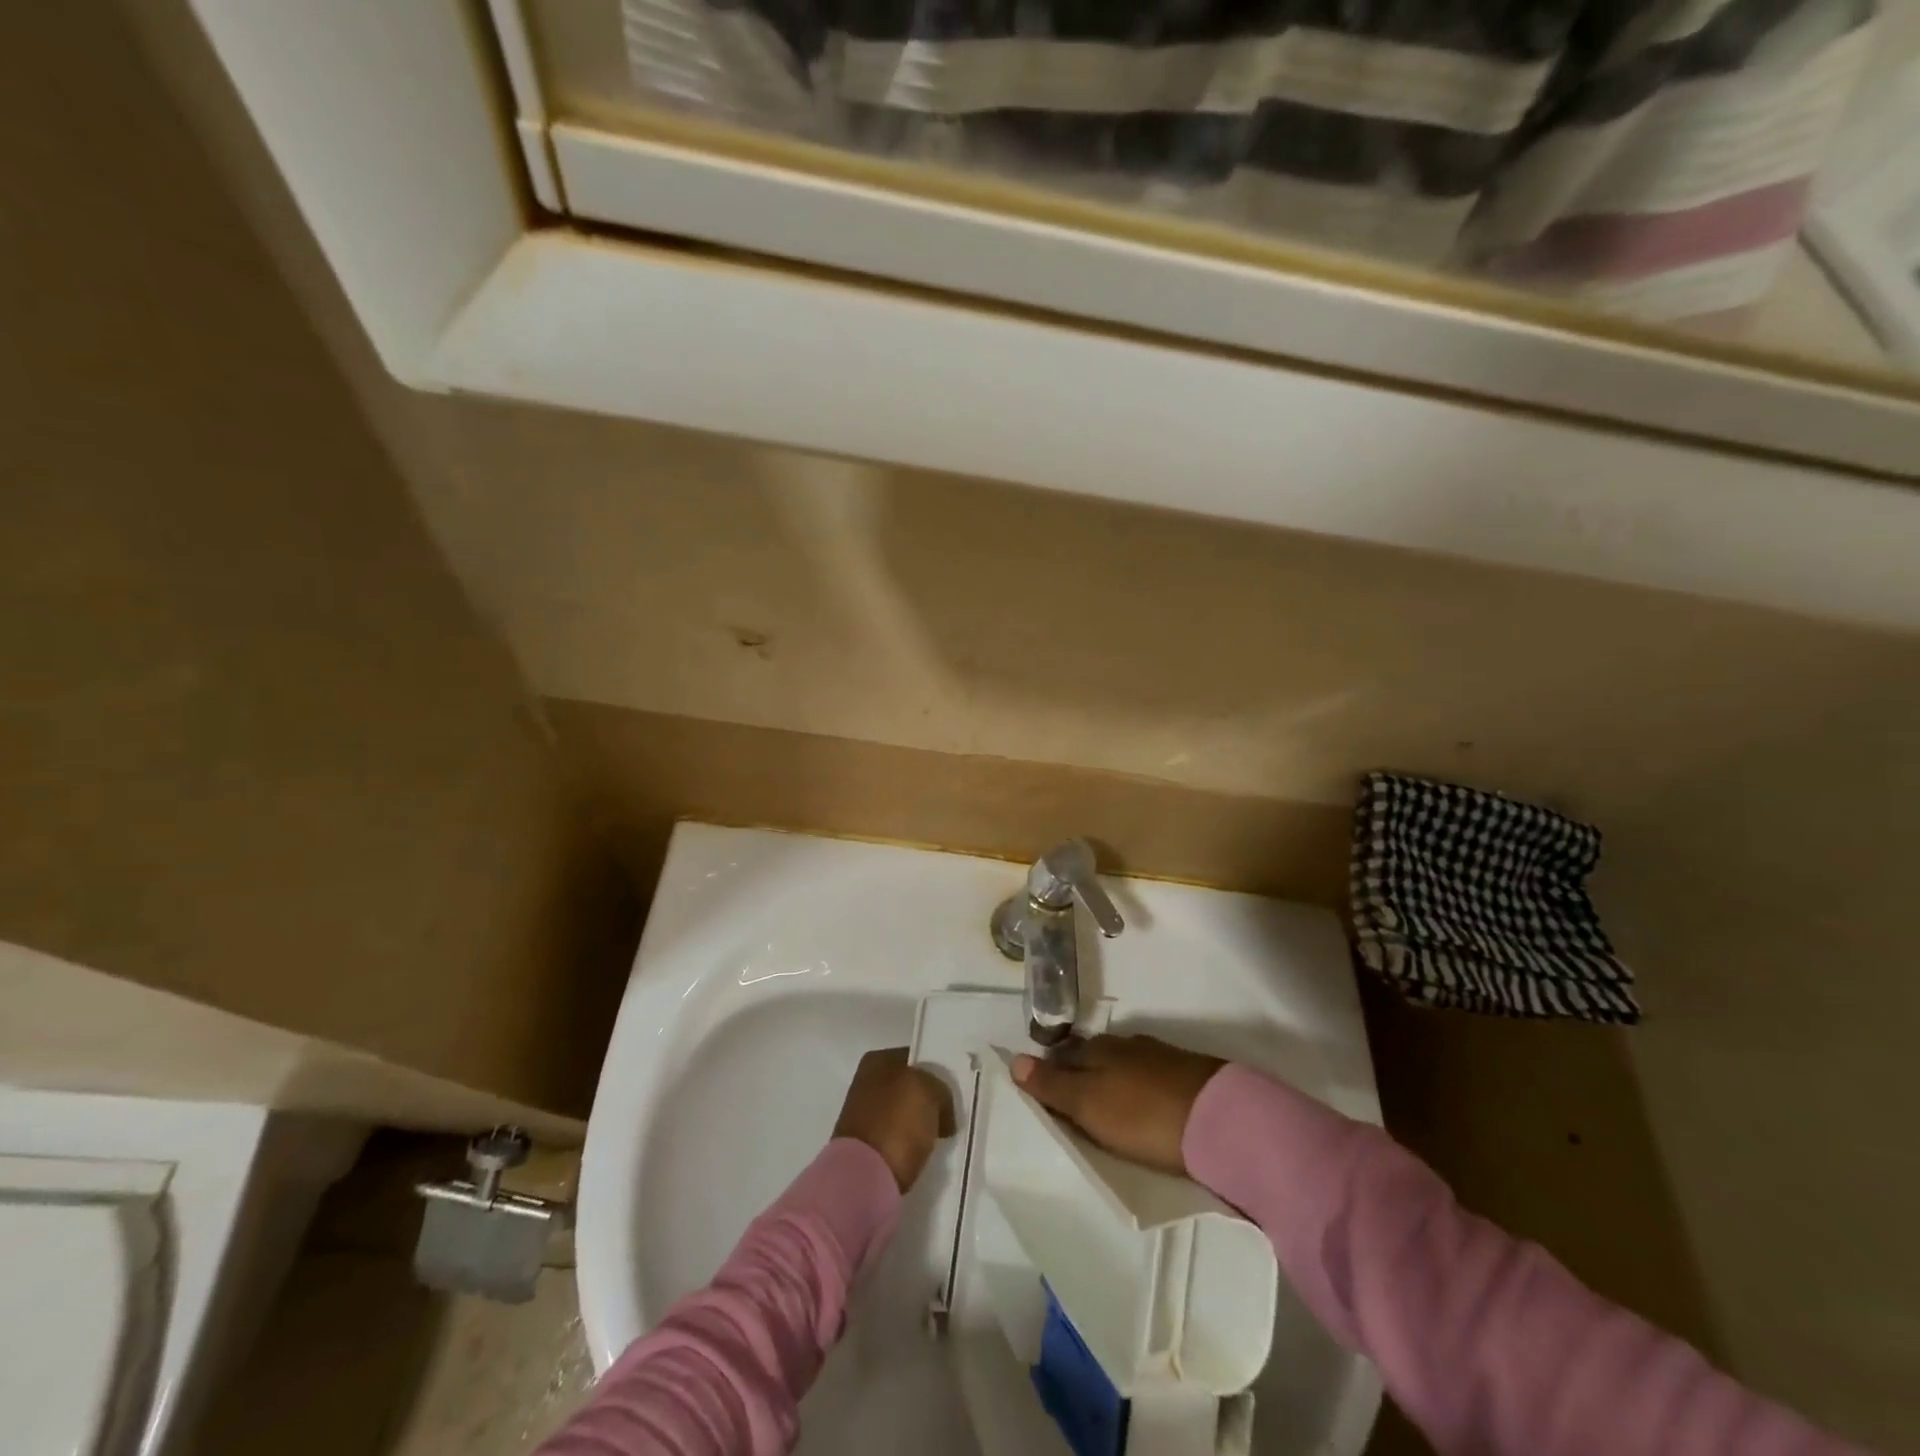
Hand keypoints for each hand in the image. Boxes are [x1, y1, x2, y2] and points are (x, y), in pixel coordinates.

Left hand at [833, 1047, 955, 1192]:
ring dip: (921, 1124)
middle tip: (952, 1114)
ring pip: (904, 1113)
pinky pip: (898, 1138)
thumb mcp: (930, 1090)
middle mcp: (866, 1082)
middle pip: (910, 1086)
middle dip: (929, 1100)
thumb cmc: (897, 1122)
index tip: (955, 1089)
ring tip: (942, 1136)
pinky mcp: (866, 1148)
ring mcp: (863, 1116)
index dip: (937, 1071)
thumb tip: (941, 1109)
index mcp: (876, 1060)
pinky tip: (924, 1152)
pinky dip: (911, 1145)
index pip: (916, 1058)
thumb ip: (940, 1089)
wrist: (863, 1179)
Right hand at [1013, 1034, 1224, 1176]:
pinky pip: (1151, 1076)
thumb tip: (1014, 1060)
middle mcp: (1126, 1044)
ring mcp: (1160, 1056)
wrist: (1220, 1120)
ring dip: (1113, 1080)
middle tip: (1073, 1103)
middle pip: (1093, 1056)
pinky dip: (1140, 1087)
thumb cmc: (1142, 1115)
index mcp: (1098, 1049)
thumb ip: (1052, 1085)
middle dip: (1081, 1072)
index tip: (1044, 1093)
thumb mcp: (1089, 1105)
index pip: (1064, 1054)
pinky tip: (1144, 1103)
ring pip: (1124, 1064)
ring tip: (1108, 1106)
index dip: (1052, 1071)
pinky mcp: (1188, 1074)